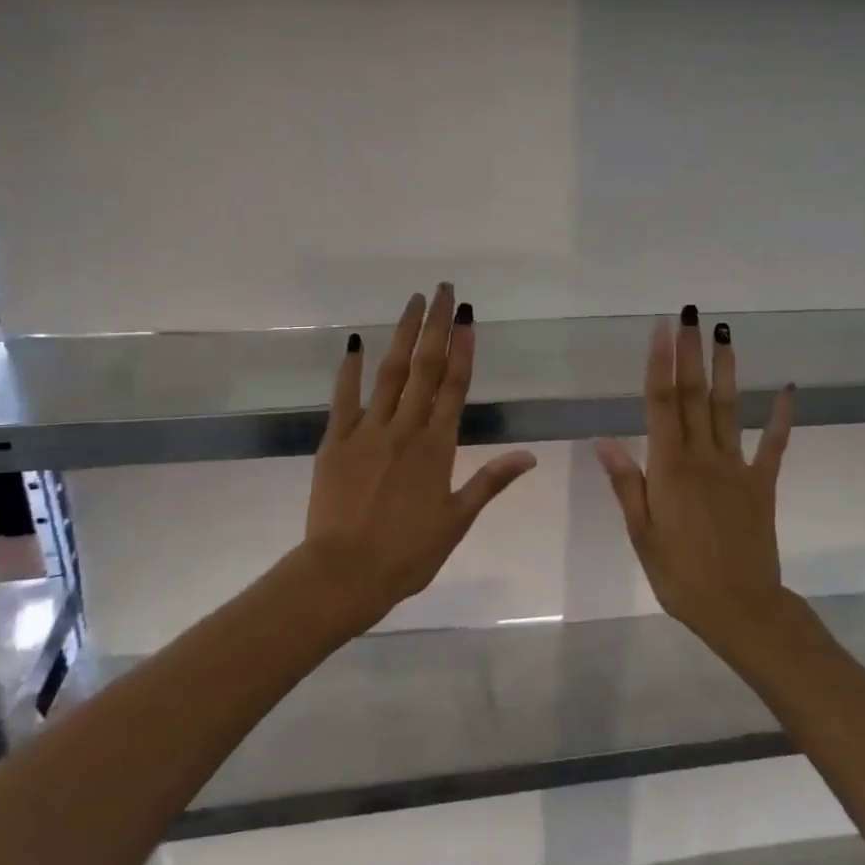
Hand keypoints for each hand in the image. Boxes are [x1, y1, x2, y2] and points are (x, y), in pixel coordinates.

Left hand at [304, 284, 536, 627]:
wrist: (344, 574)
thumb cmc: (408, 553)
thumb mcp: (457, 520)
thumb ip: (491, 481)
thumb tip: (529, 455)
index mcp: (437, 448)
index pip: (454, 386)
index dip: (463, 347)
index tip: (467, 315)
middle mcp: (405, 429)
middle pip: (424, 368)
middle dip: (435, 326)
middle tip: (443, 289)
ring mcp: (367, 432)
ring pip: (389, 373)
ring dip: (402, 334)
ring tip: (413, 302)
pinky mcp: (335, 441)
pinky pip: (344, 398)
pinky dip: (350, 369)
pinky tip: (356, 343)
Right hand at [595, 307, 794, 642]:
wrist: (740, 608)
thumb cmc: (680, 575)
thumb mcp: (642, 533)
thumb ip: (627, 483)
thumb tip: (603, 439)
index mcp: (670, 468)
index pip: (661, 404)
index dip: (661, 363)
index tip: (663, 329)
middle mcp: (703, 457)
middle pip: (693, 396)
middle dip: (691, 353)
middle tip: (691, 315)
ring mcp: (737, 468)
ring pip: (728, 409)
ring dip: (726, 370)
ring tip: (725, 334)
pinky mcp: (762, 484)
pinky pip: (773, 445)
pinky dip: (780, 417)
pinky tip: (786, 390)